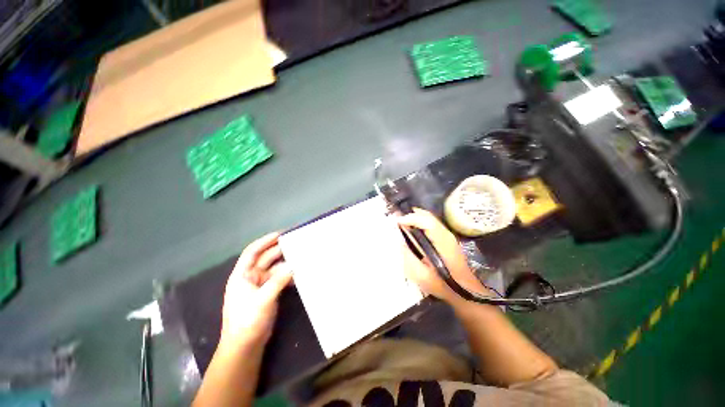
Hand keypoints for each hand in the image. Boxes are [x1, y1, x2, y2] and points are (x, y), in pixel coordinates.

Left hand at [220, 232, 292, 345]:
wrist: (245, 345)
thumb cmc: (247, 320)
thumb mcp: (262, 299)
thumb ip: (278, 281)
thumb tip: (294, 265)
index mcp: (242, 275)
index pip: (252, 252)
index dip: (265, 241)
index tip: (280, 234)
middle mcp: (250, 277)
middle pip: (265, 258)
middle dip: (279, 251)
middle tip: (296, 244)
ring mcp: (260, 285)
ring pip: (274, 269)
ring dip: (286, 264)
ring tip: (301, 258)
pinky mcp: (268, 293)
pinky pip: (279, 279)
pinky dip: (288, 276)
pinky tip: (298, 276)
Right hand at [398, 208, 490, 306]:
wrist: (466, 292)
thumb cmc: (443, 285)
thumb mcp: (422, 276)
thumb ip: (409, 258)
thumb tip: (399, 241)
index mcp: (442, 242)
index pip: (426, 221)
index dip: (410, 218)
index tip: (397, 222)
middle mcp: (446, 234)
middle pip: (427, 216)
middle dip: (410, 214)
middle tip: (396, 220)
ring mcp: (447, 235)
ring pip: (429, 218)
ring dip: (414, 217)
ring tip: (401, 223)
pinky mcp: (446, 238)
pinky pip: (430, 224)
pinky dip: (419, 222)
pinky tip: (411, 229)